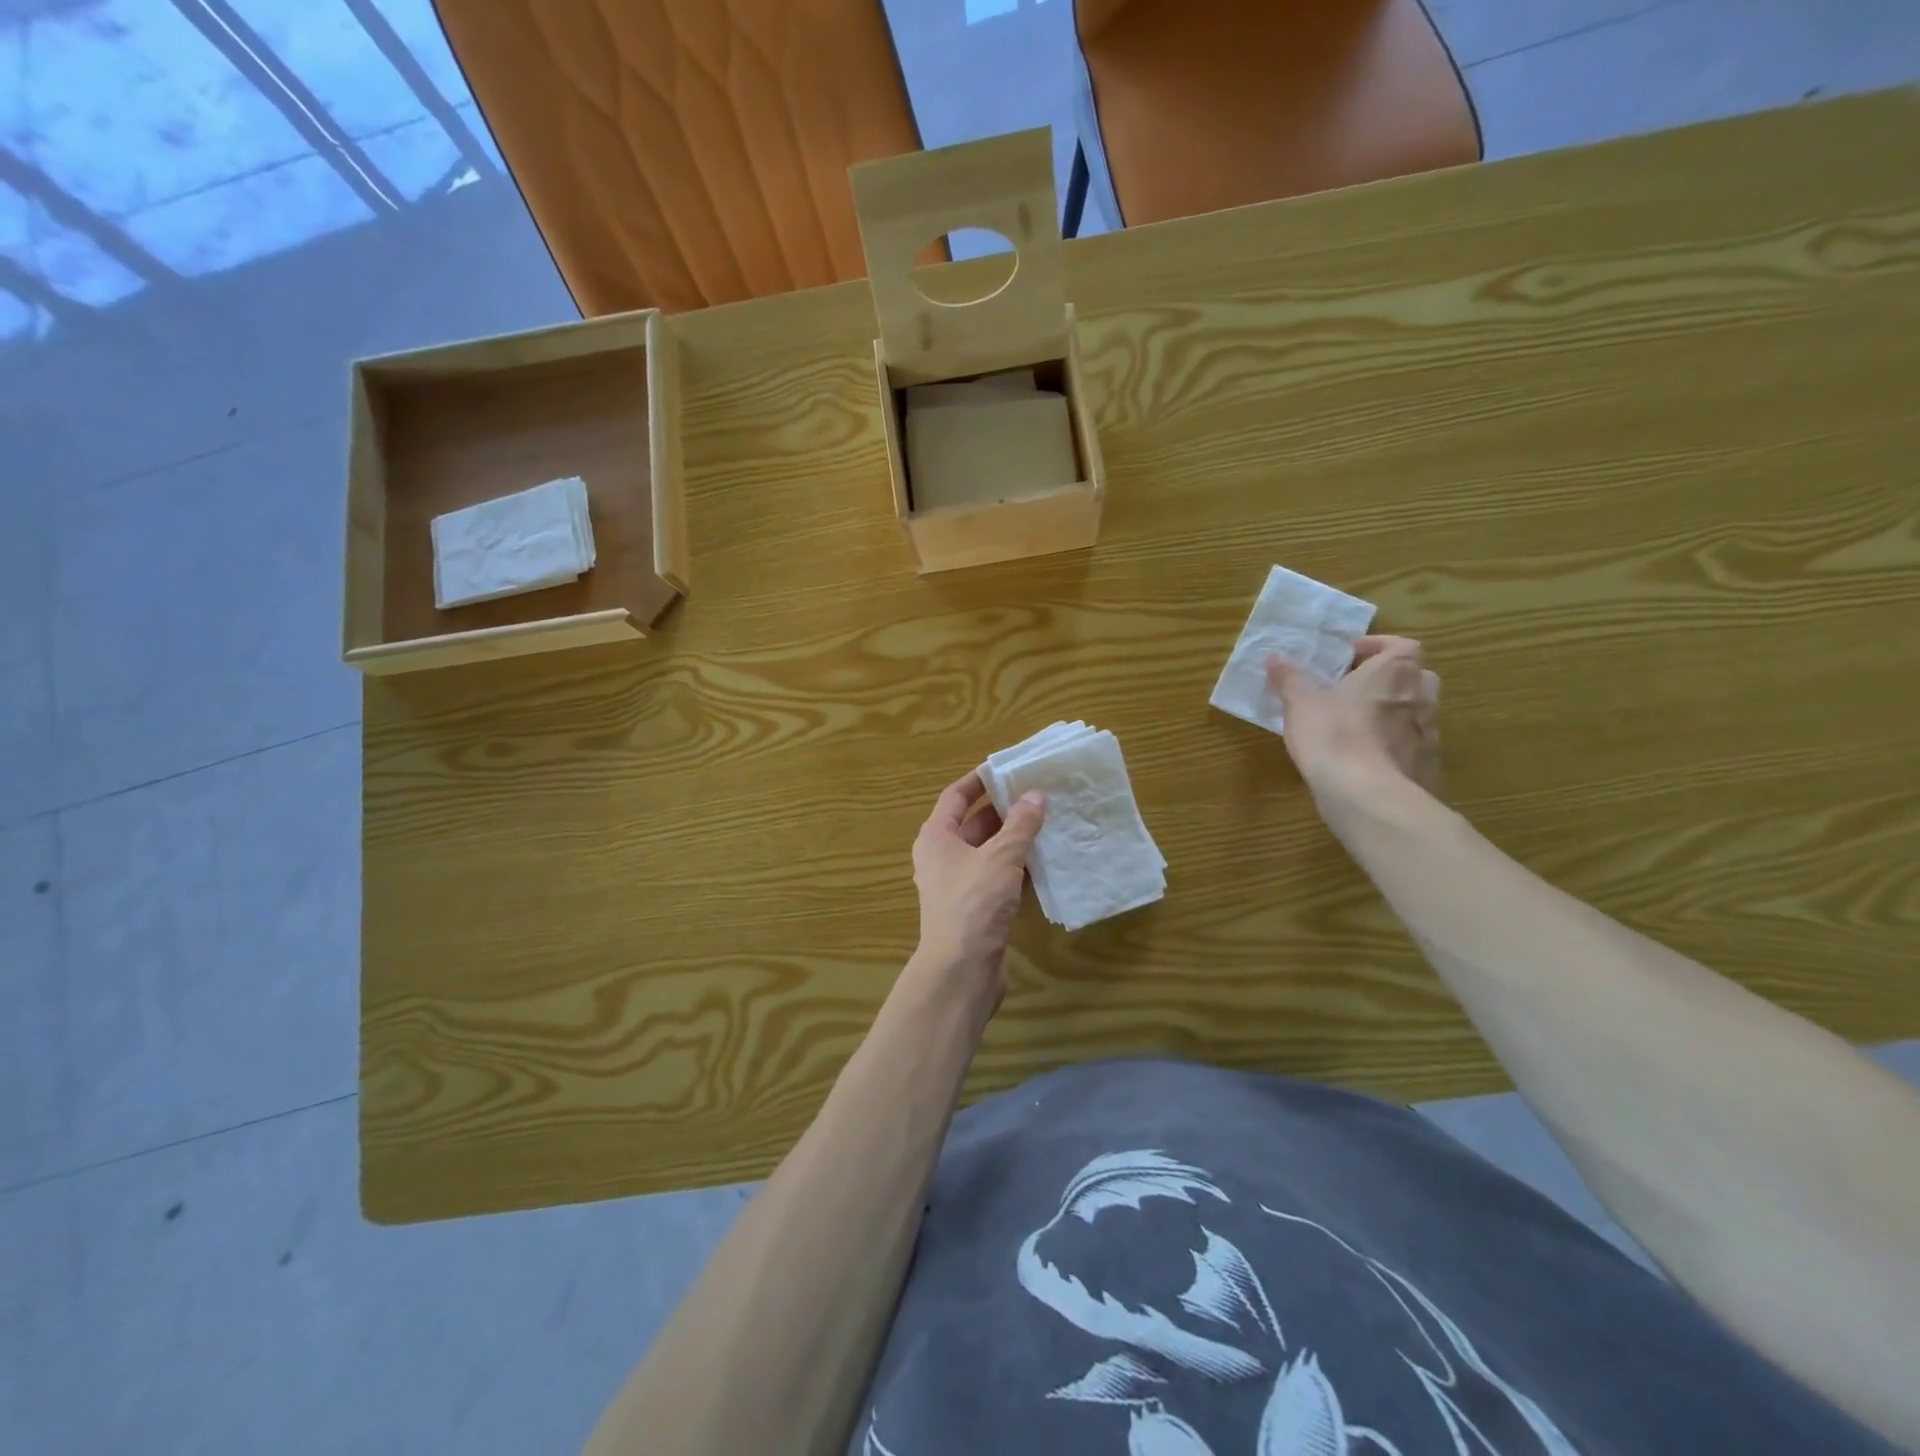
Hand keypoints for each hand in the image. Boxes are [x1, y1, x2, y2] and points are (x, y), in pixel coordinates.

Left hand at [909, 771, 1045, 1004]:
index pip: (956, 796)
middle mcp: (943, 857)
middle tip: (1039, 795)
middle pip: (974, 824)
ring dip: (1015, 841)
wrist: (962, 970)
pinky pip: (999, 879)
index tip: (1008, 769)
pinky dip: (1018, 870)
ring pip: (990, 853)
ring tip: (1049, 823)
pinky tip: (1046, 863)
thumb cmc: (974, 903)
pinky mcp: (976, 909)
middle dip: (1005, 810)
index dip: (979, 781)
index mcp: (936, 837)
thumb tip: (1036, 794)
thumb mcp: (1000, 857)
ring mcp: (959, 885)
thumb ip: (1021, 824)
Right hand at [1266, 636, 1440, 803]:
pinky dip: (1396, 744)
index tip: (1353, 655)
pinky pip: (1414, 744)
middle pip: (1416, 677)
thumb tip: (1275, 657)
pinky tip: (1369, 757)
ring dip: (1395, 711)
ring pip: (1417, 711)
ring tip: (1360, 723)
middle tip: (1358, 688)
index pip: (1402, 645)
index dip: (1379, 646)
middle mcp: (1420, 696)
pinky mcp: (1427, 764)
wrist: (1367, 795)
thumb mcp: (1301, 704)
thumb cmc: (1334, 736)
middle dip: (1391, 679)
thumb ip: (1290, 678)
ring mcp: (1429, 732)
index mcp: (1394, 672)